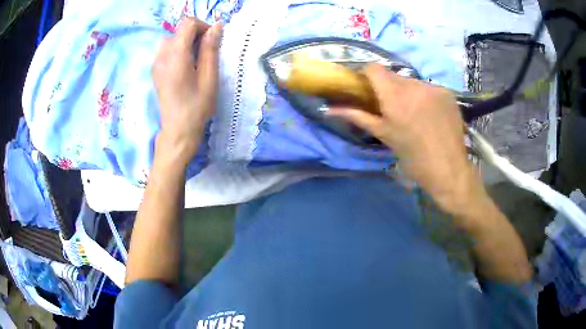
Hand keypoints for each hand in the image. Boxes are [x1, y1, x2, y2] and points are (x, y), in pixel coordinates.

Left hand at [152, 18, 221, 165]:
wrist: (178, 131)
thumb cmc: (197, 106)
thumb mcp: (209, 77)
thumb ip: (210, 49)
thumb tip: (216, 26)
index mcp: (176, 56)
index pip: (187, 24)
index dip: (203, 27)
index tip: (212, 41)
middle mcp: (162, 56)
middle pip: (178, 30)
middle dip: (195, 34)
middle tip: (206, 52)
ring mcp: (156, 63)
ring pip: (171, 39)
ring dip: (185, 41)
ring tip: (195, 59)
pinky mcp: (155, 71)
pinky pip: (165, 50)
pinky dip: (177, 50)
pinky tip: (184, 66)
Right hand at [328, 64, 481, 212]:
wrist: (449, 169)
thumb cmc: (413, 157)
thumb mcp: (384, 136)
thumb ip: (358, 117)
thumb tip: (330, 110)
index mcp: (395, 97)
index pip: (374, 68)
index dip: (367, 74)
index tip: (366, 86)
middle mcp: (415, 86)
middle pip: (394, 75)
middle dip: (388, 87)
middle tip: (391, 107)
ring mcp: (434, 87)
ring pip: (412, 82)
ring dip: (408, 92)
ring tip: (413, 113)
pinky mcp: (448, 92)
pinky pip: (429, 88)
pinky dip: (425, 97)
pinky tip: (429, 114)